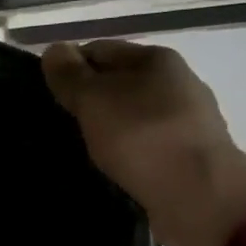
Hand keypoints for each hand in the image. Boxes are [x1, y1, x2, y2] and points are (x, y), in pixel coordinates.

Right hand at [41, 40, 245, 245]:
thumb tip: (54, 50)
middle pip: (118, 83)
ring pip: (131, 116)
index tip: (46, 95)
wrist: (199, 195)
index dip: (69, 68)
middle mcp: (176, 83)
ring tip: (80, 150)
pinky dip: (124, 153)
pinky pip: (144, 146)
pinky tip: (109, 169)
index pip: (99, 51)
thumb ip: (70, 75)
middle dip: (88, 101)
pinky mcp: (187, 156)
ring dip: (106, 129)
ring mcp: (186, 121)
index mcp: (157, 59)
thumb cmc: (142, 137)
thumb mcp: (94, 100)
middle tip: (58, 125)